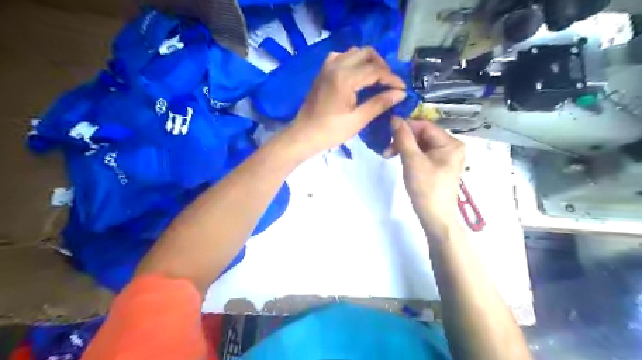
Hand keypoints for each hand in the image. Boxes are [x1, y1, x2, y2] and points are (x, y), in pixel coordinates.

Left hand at [288, 45, 408, 155]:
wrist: (304, 135)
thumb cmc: (330, 132)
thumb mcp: (357, 120)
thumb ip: (379, 103)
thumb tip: (400, 93)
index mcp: (345, 78)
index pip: (376, 70)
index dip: (392, 79)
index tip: (403, 90)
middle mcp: (336, 65)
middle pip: (367, 53)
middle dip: (382, 67)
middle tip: (389, 84)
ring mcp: (327, 66)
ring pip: (355, 52)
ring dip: (369, 62)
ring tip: (376, 80)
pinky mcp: (323, 71)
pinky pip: (342, 57)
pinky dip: (354, 62)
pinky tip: (357, 76)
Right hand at [383, 115, 463, 238]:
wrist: (435, 217)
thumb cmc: (426, 188)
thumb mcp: (412, 161)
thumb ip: (403, 138)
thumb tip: (394, 118)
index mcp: (451, 143)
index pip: (425, 126)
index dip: (406, 126)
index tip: (387, 131)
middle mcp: (451, 147)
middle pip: (423, 135)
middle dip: (403, 139)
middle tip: (386, 149)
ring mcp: (445, 158)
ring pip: (421, 144)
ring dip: (404, 147)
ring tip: (388, 155)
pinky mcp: (439, 167)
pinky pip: (422, 154)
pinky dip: (410, 155)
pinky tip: (399, 160)